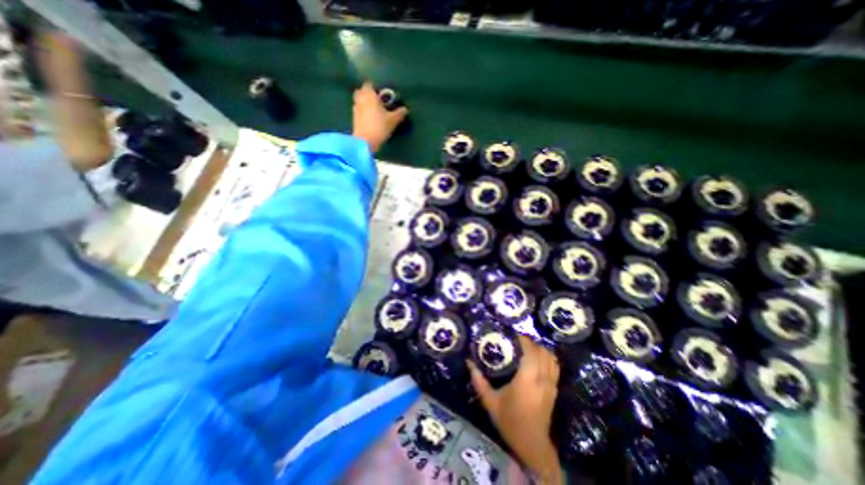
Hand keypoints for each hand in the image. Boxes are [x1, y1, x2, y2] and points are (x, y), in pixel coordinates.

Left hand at [349, 81, 406, 152]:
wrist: (365, 142)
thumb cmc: (379, 126)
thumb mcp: (393, 120)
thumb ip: (399, 113)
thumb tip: (405, 109)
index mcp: (369, 94)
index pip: (369, 84)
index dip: (375, 88)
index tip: (382, 94)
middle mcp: (360, 99)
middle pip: (362, 92)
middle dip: (368, 95)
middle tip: (378, 101)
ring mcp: (355, 109)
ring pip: (360, 102)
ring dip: (365, 104)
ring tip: (375, 112)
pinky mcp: (354, 120)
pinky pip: (359, 112)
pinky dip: (364, 113)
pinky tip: (371, 120)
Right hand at [470, 335, 564, 483]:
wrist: (531, 444)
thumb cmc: (509, 421)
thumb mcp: (490, 401)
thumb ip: (479, 380)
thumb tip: (468, 362)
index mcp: (527, 379)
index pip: (530, 351)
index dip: (523, 339)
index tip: (511, 334)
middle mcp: (542, 378)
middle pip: (541, 351)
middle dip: (529, 341)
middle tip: (515, 339)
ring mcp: (551, 384)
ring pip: (550, 357)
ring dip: (539, 348)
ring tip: (526, 346)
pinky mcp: (554, 389)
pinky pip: (555, 366)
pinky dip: (547, 357)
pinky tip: (537, 357)